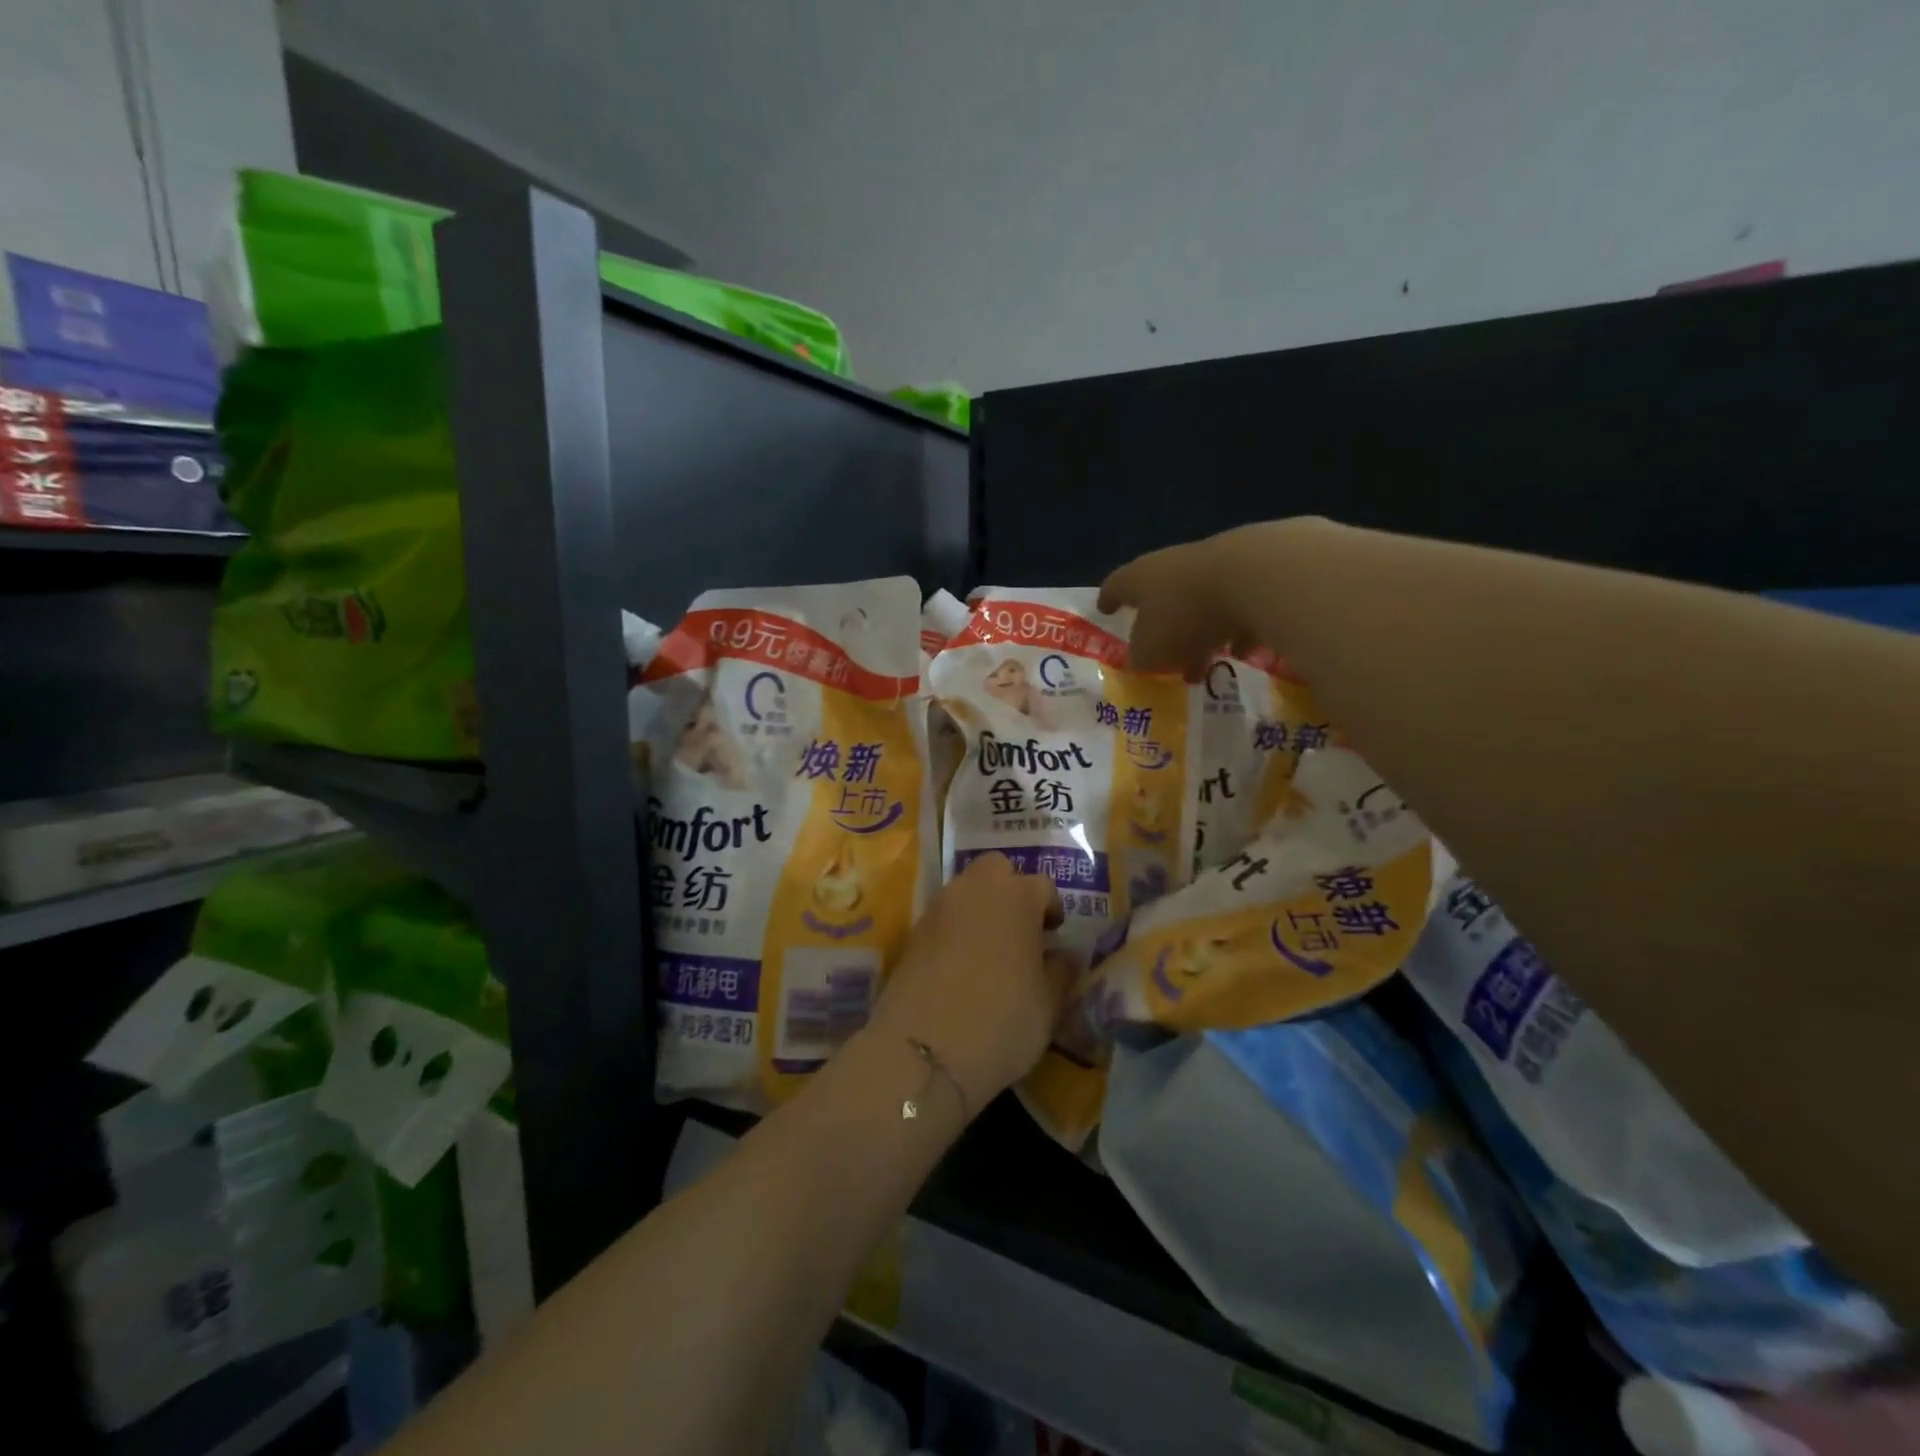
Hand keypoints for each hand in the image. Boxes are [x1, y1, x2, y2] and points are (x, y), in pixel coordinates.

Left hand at [864, 854, 1071, 1112]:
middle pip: (997, 869)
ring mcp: (939, 908)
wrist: (924, 1049)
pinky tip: (960, 963)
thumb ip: (1061, 971)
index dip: (1051, 908)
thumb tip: (1062, 955)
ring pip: (966, 889)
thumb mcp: (1049, 1005)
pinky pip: (943, 916)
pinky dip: (955, 928)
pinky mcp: (912, 931)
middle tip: (1020, 927)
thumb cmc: (1002, 1021)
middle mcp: (976, 889)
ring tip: (990, 947)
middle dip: (1010, 889)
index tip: (1054, 933)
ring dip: (980, 907)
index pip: (1042, 886)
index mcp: (1017, 897)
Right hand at [1098, 517, 1329, 674]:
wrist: (1258, 577)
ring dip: (1198, 631)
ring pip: (1200, 603)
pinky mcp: (1255, 572)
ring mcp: (1217, 565)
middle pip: (1160, 594)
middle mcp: (1174, 565)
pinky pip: (1238, 607)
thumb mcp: (1151, 650)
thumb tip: (1140, 660)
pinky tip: (1242, 652)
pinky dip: (1236, 629)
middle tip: (1158, 654)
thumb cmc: (1186, 615)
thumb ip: (1140, 657)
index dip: (1109, 599)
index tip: (1104, 609)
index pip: (1116, 586)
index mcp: (1140, 577)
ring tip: (1202, 664)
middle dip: (1159, 626)